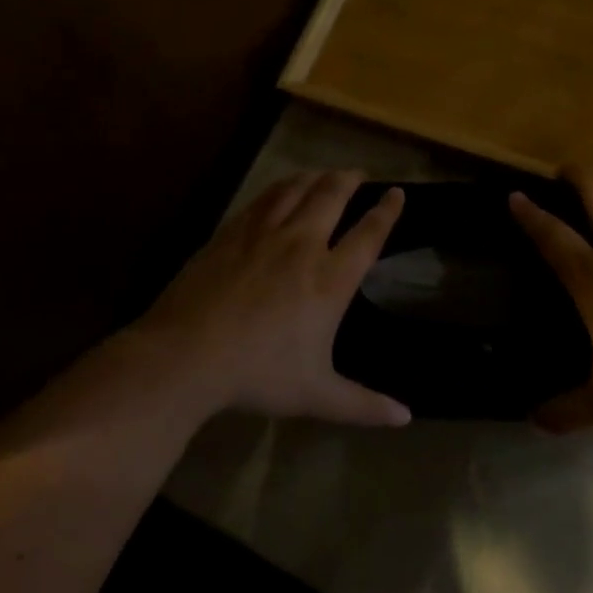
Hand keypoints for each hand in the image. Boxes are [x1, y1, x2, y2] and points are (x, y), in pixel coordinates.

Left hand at [131, 170, 411, 426]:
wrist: (187, 356)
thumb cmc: (258, 375)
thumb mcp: (317, 396)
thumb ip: (363, 404)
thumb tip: (405, 418)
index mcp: (329, 280)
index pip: (368, 234)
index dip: (386, 211)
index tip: (396, 193)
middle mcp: (301, 246)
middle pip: (331, 197)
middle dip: (349, 181)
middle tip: (358, 174)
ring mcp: (263, 236)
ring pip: (295, 190)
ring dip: (314, 178)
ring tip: (322, 175)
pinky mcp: (230, 235)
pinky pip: (262, 200)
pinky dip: (278, 189)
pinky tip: (278, 190)